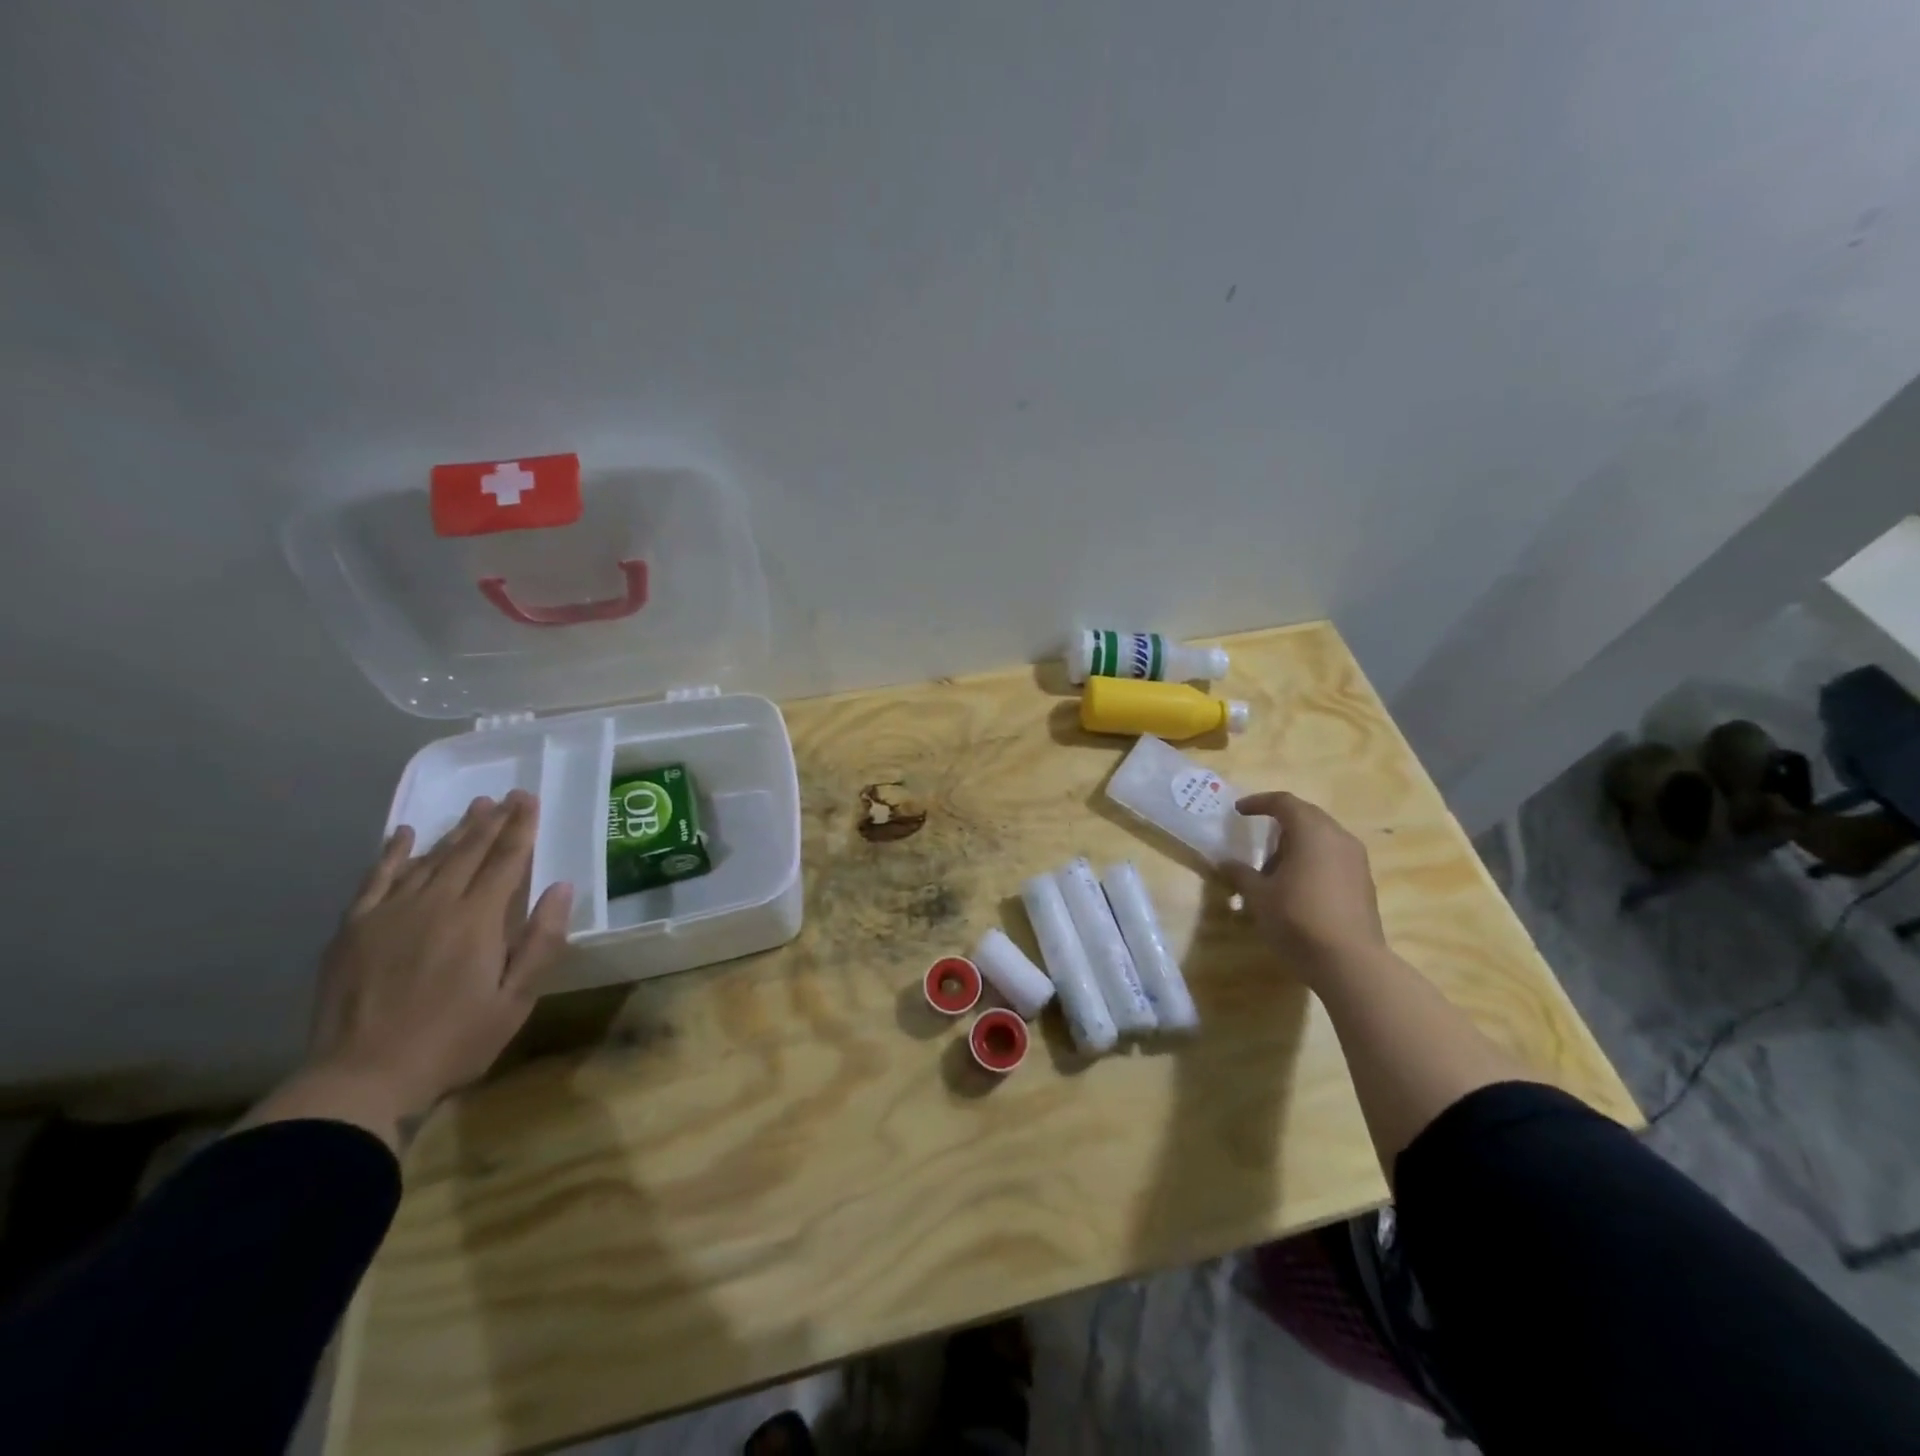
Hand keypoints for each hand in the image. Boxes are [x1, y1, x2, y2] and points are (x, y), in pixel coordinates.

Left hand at [261, 791, 572, 1144]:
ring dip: (455, 832)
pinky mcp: (354, 929)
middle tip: (507, 795)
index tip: (529, 799)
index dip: (520, 829)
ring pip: (429, 860)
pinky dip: (392, 853)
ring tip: (474, 808)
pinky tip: (404, 834)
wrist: (359, 1078)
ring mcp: (389, 914)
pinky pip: (377, 879)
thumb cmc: (453, 1042)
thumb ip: (540, 942)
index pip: (506, 861)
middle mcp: (435, 904)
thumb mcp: (514, 1001)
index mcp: (477, 921)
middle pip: (468, 853)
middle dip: (492, 822)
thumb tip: (562, 888)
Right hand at [1224, 791, 1385, 975]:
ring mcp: (1356, 860)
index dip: (1259, 802)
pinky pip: (1334, 856)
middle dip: (1280, 821)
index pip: (1284, 802)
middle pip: (1307, 815)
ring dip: (1297, 842)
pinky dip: (1313, 859)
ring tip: (1275, 867)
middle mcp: (1338, 837)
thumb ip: (1241, 874)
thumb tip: (1225, 863)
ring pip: (1323, 837)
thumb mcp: (1258, 896)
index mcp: (1312, 832)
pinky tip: (1299, 885)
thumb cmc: (1298, 919)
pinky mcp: (1364, 882)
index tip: (1239, 811)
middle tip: (1257, 837)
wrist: (1350, 962)